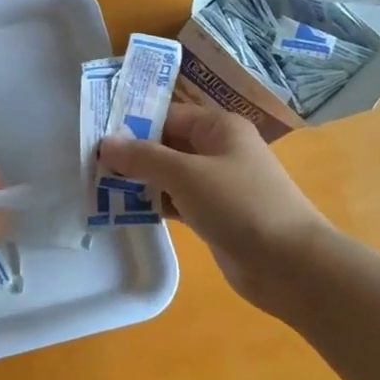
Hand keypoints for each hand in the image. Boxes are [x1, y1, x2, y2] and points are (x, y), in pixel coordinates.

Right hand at [99, 103, 331, 319]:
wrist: (290, 265)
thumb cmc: (240, 205)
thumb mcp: (186, 174)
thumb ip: (144, 157)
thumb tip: (106, 143)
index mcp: (219, 128)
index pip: (168, 115)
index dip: (133, 123)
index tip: (96, 135)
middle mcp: (219, 150)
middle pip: (167, 144)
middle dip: (132, 154)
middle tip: (90, 162)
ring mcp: (218, 184)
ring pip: (170, 175)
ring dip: (139, 180)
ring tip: (98, 186)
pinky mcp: (214, 215)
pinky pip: (177, 201)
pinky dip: (154, 203)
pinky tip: (125, 210)